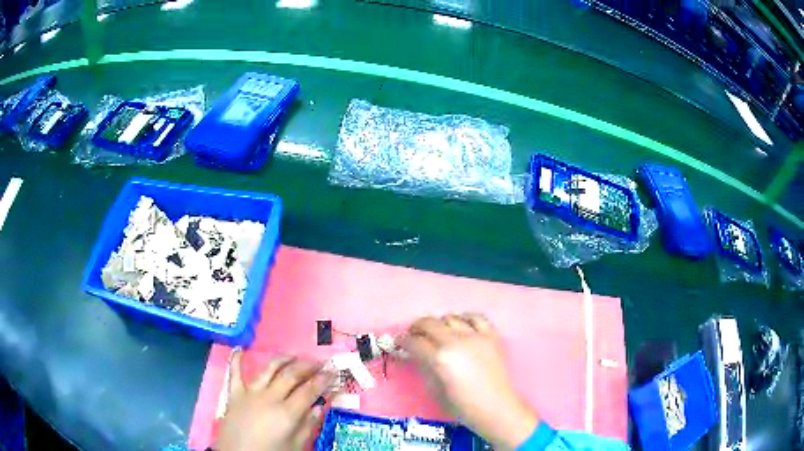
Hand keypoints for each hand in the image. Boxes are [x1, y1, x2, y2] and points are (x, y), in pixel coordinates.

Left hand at [215, 351, 333, 450]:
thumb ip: (308, 426)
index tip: (333, 371)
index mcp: (287, 413)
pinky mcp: (234, 393)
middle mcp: (270, 397)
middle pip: (291, 374)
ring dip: (283, 359)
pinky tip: (241, 349)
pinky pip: (235, 373)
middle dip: (307, 365)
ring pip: (268, 368)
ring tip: (294, 355)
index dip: (323, 379)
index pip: (310, 390)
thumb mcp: (295, 446)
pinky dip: (237, 359)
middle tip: (319, 362)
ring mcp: (250, 393)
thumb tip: (320, 407)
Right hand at [400, 314, 538, 449]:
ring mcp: (476, 336)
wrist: (495, 407)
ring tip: (438, 331)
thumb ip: (425, 367)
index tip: (400, 342)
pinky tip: (462, 325)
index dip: (403, 341)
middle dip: (417, 327)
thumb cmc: (462, 405)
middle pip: (430, 323)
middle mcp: (456, 342)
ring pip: (451, 317)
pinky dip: (466, 318)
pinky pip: (477, 318)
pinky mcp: (492, 336)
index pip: (414, 342)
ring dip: (440, 323)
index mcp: (440, 358)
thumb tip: (417, 354)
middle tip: (414, 335)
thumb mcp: (435, 389)